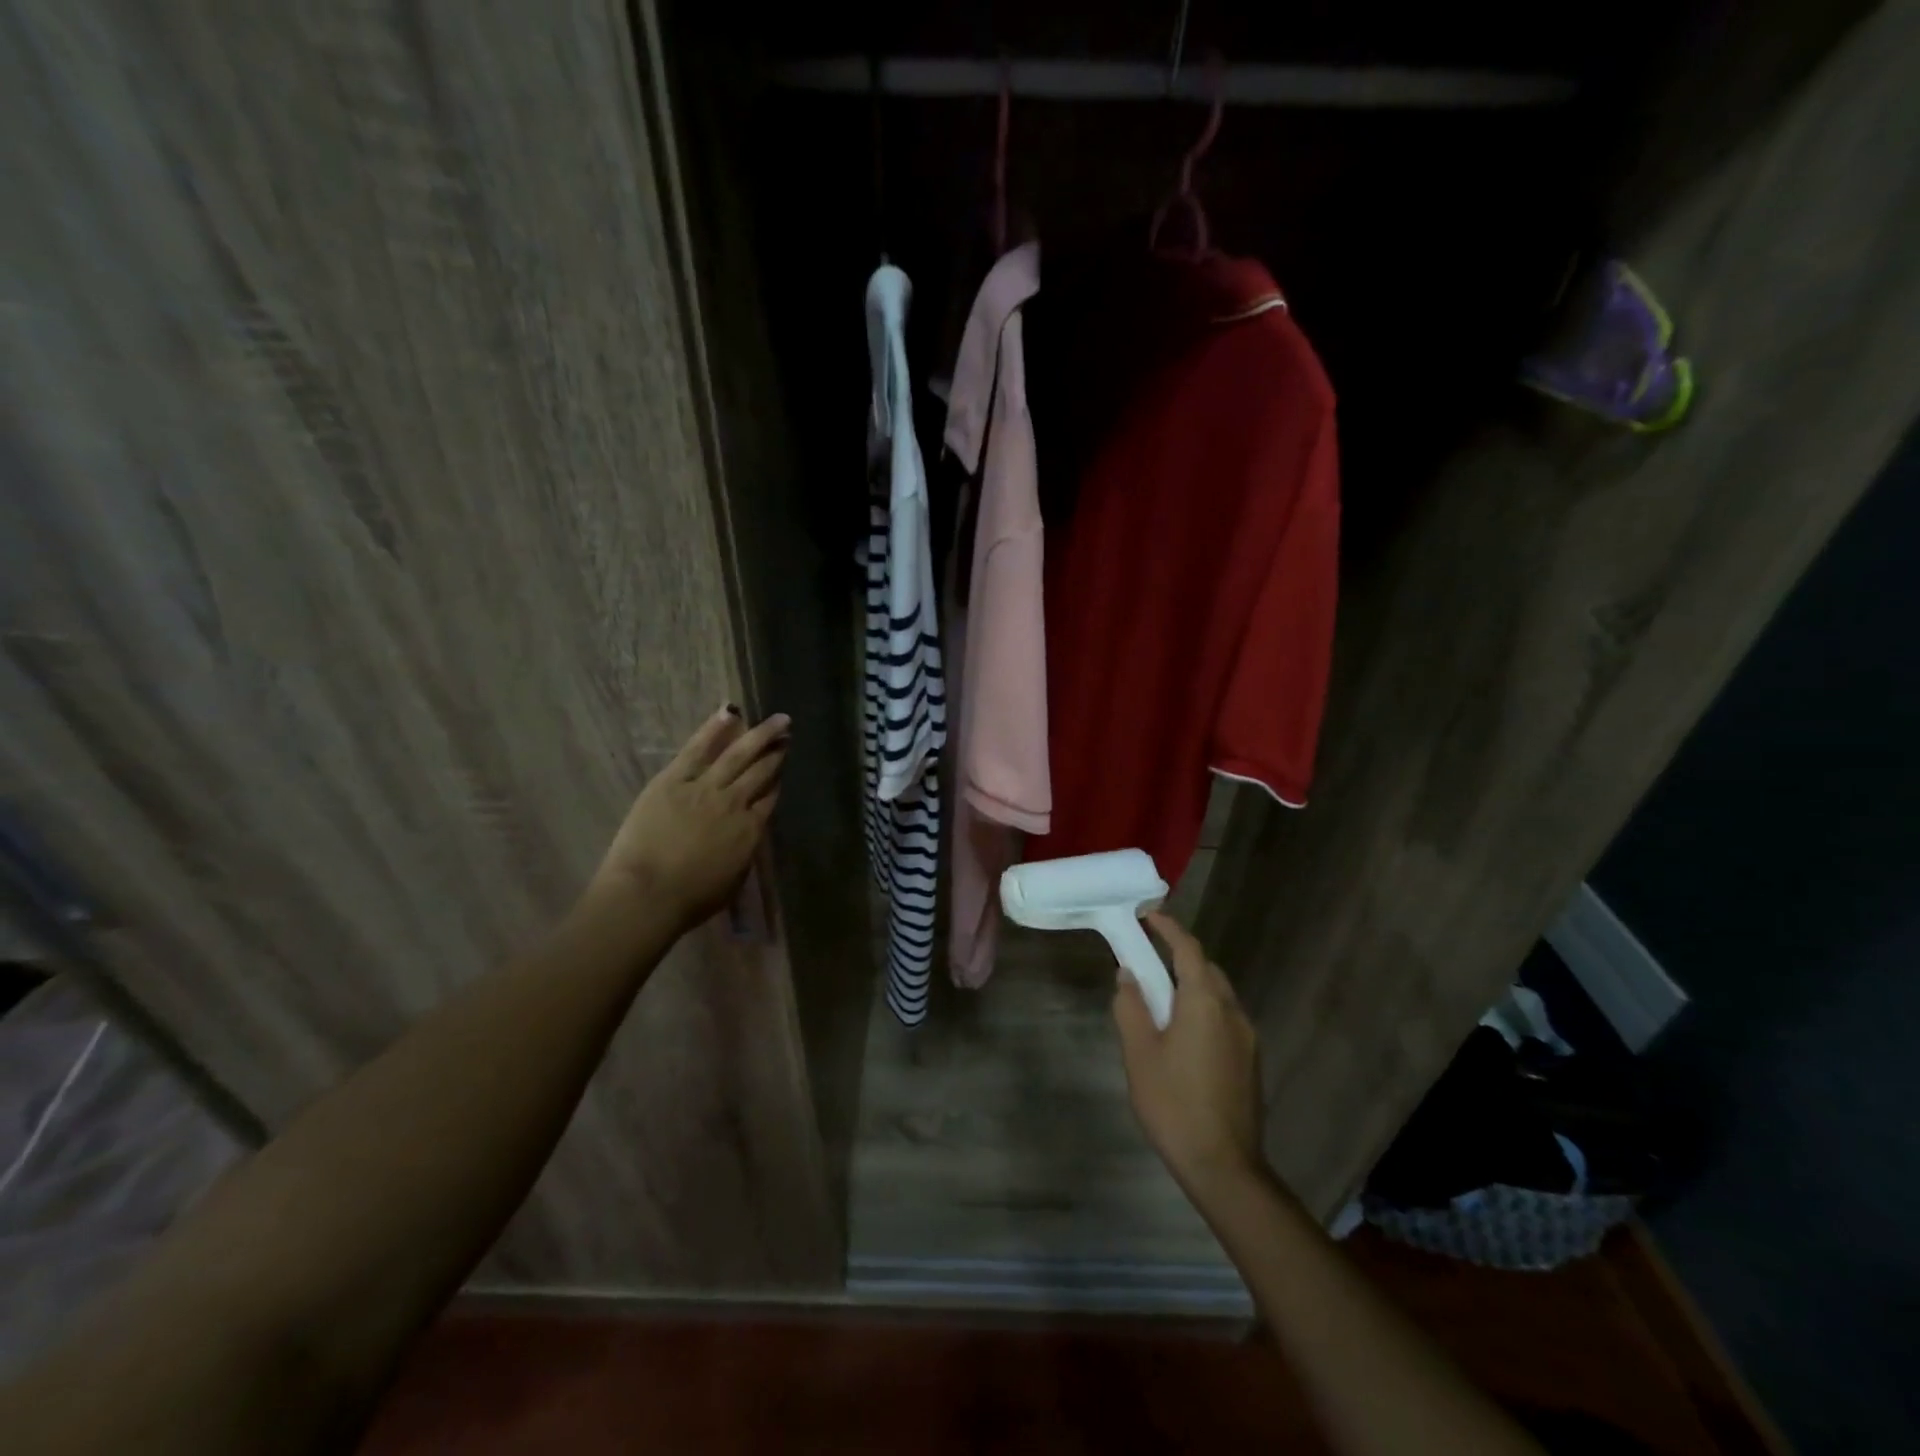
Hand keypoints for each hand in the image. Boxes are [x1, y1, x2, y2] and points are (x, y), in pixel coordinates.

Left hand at [590, 705, 789, 930]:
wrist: (648, 894)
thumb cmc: (690, 900)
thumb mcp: (732, 880)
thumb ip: (743, 852)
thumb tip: (747, 835)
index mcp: (750, 831)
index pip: (770, 799)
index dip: (778, 781)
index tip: (784, 766)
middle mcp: (734, 803)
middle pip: (761, 772)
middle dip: (776, 752)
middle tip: (788, 734)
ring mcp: (705, 788)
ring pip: (739, 755)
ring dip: (760, 735)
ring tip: (777, 719)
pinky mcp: (674, 781)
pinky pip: (697, 749)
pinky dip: (714, 729)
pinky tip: (730, 712)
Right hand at [1113, 912, 1265, 1196]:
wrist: (1224, 1166)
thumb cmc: (1173, 1103)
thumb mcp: (1139, 1053)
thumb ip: (1131, 1007)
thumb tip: (1128, 975)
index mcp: (1204, 1003)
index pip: (1188, 950)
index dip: (1168, 928)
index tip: (1148, 914)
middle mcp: (1232, 1012)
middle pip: (1206, 969)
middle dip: (1179, 957)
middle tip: (1147, 960)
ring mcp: (1247, 1038)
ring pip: (1218, 995)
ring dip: (1191, 985)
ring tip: (1160, 1001)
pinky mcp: (1251, 1061)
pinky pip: (1224, 1019)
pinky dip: (1203, 1010)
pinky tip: (1182, 1036)